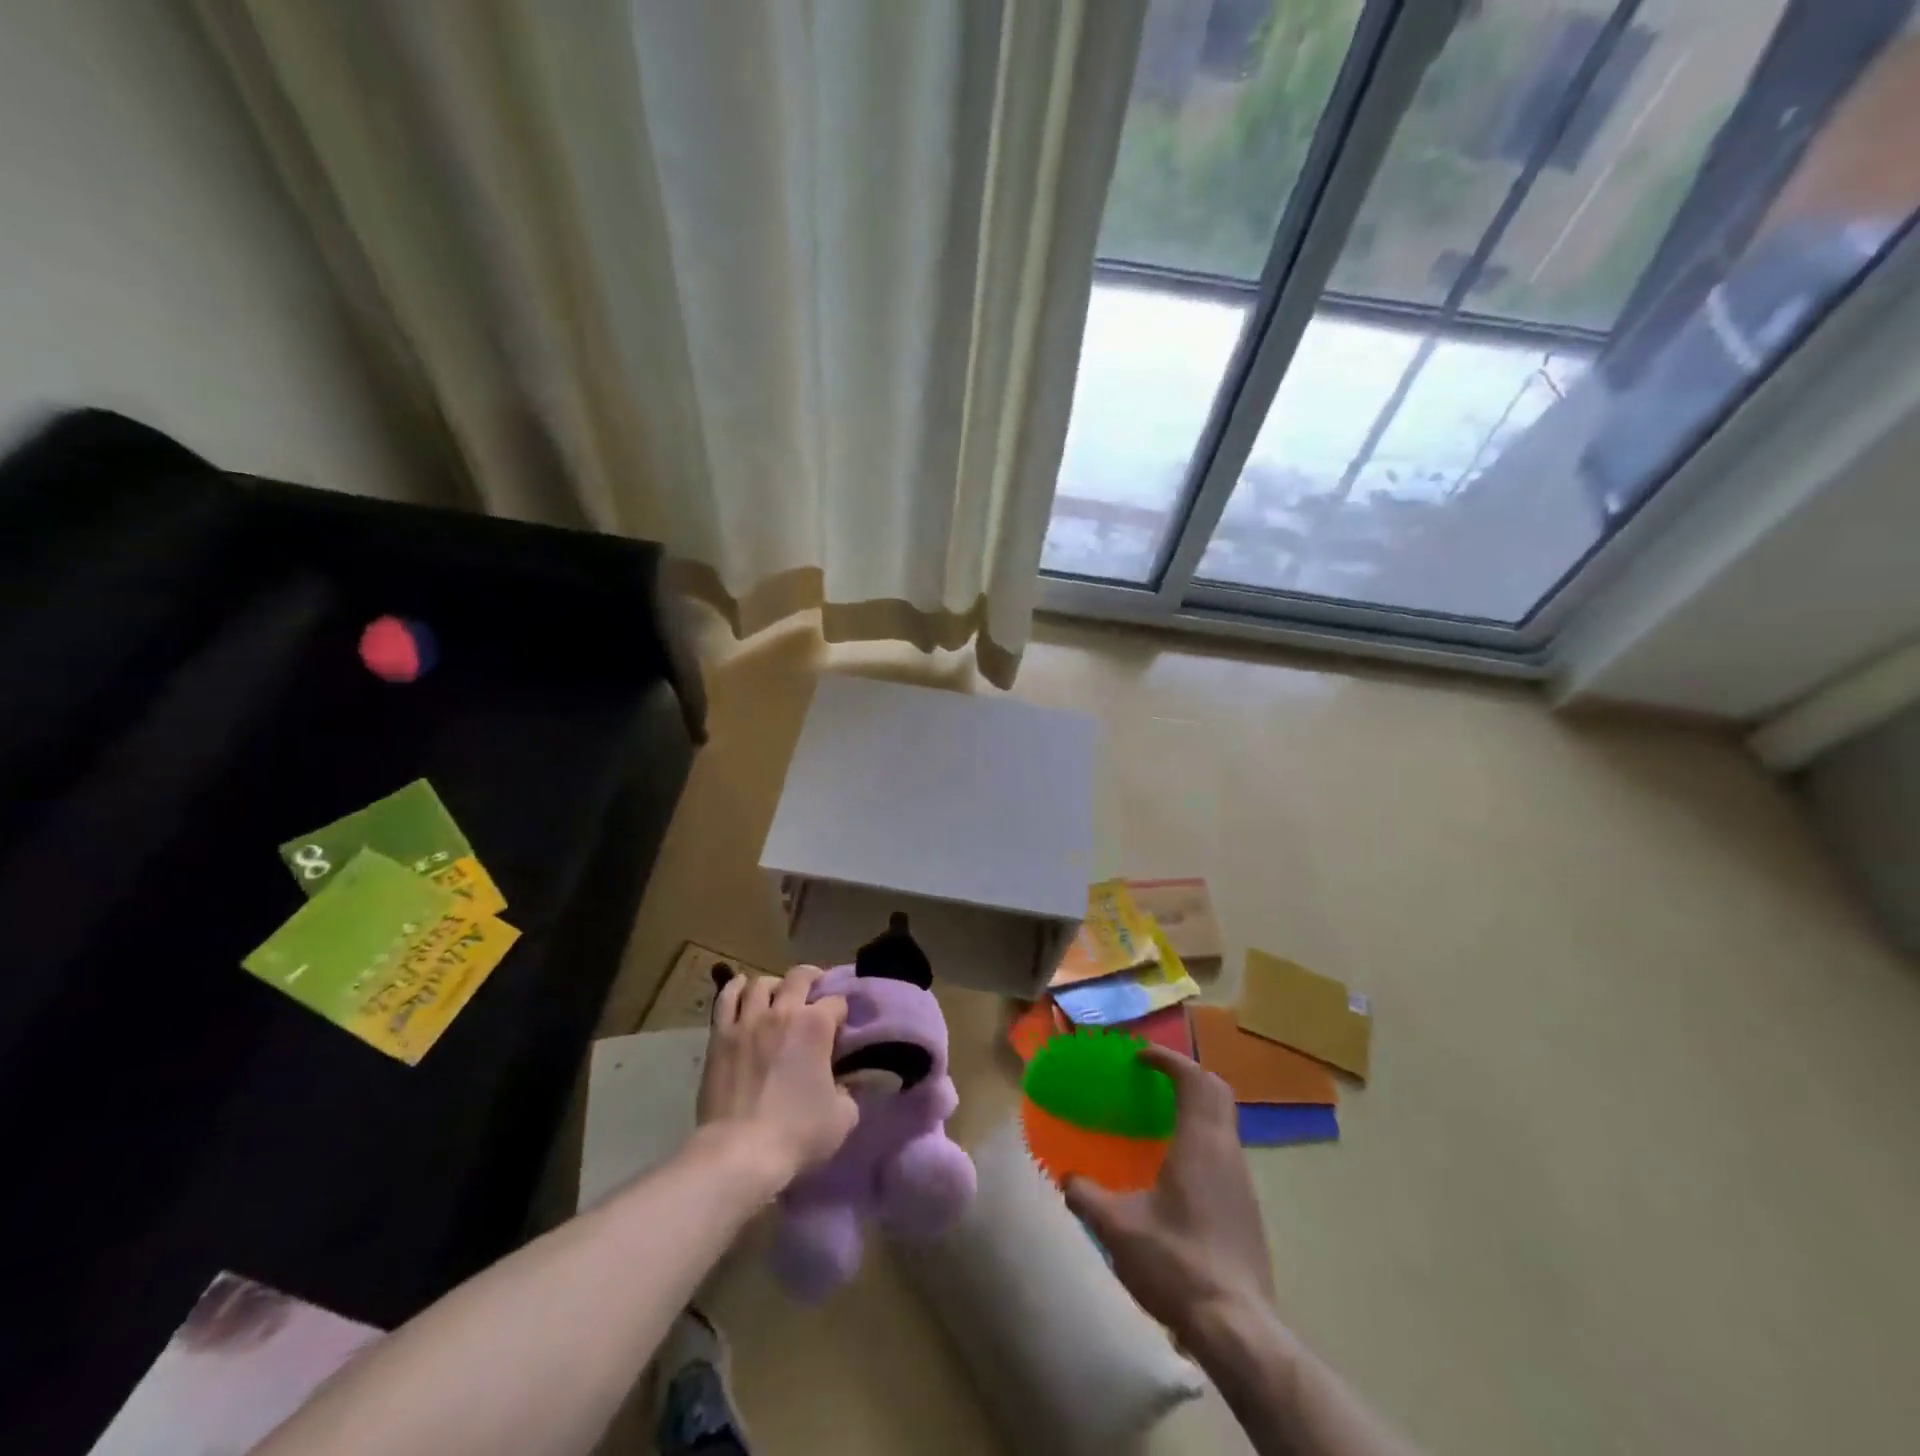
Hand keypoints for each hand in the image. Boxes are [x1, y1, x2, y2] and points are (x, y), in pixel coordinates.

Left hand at [699, 965, 856, 1187]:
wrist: (740, 1152)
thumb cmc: (797, 1133)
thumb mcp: (843, 1117)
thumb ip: (849, 1091)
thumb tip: (845, 1084)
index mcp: (816, 1025)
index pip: (837, 1002)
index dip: (842, 1014)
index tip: (840, 1028)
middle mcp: (783, 1012)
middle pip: (800, 977)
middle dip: (812, 979)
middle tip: (815, 991)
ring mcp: (748, 1021)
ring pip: (761, 983)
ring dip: (774, 984)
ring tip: (777, 994)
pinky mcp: (720, 1035)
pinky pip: (726, 998)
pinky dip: (735, 988)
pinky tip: (741, 988)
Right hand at [1066, 1044, 1276, 1345]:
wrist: (1237, 1328)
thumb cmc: (1177, 1263)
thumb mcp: (1118, 1229)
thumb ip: (1088, 1197)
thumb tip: (1068, 1178)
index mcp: (1200, 1143)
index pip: (1192, 1078)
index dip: (1167, 1059)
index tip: (1140, 1057)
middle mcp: (1227, 1151)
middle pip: (1216, 1092)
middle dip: (1186, 1076)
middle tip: (1153, 1080)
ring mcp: (1243, 1181)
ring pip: (1223, 1123)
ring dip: (1195, 1109)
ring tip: (1159, 1123)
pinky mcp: (1247, 1209)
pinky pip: (1225, 1153)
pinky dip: (1202, 1140)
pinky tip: (1176, 1172)